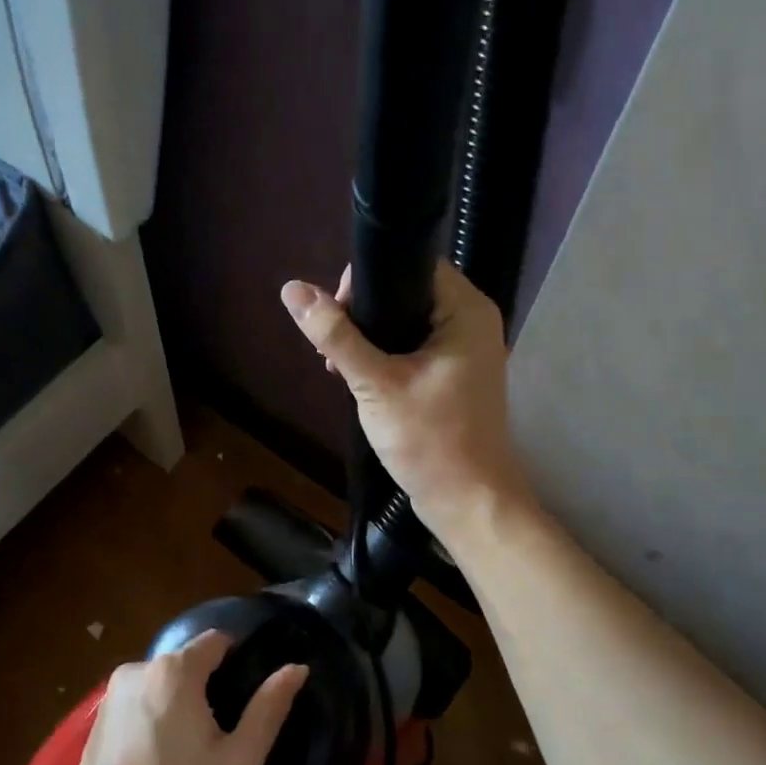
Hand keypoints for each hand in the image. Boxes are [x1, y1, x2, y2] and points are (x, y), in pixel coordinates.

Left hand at [50, 631, 305, 764]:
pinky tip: (159, 763)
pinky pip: (137, 705)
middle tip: (223, 736)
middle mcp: (137, 670)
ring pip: (161, 685)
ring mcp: (110, 696)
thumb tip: (297, 668)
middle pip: (187, 663)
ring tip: (191, 754)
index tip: (249, 695)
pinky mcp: (94, 721)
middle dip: (208, 687)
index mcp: (174, 671)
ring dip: (179, 705)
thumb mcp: (239, 762)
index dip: (238, 660)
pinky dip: (153, 720)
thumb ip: (269, 708)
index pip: (216, 640)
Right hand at [280, 260, 532, 543]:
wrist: (467, 500)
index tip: (336, 313)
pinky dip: (387, 357)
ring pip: (408, 322)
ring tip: (339, 367)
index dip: (367, 278)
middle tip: (334, 347)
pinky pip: (415, 347)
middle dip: (364, 313)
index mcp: (466, 310)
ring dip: (371, 338)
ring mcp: (466, 350)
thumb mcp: (375, 384)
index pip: (413, 264)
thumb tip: (293, 289)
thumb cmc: (430, 440)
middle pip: (408, 291)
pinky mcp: (456, 375)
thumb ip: (336, 336)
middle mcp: (472, 321)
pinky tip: (360, 380)